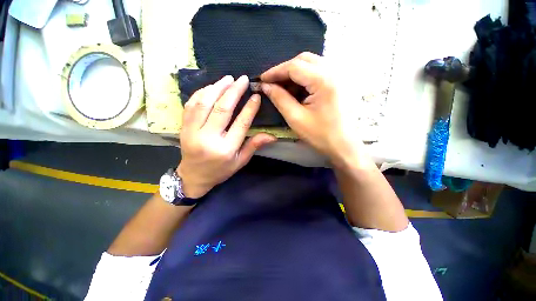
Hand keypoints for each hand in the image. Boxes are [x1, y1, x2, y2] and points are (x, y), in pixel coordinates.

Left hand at [177, 75, 276, 197]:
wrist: (193, 176)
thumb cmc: (221, 170)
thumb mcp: (240, 161)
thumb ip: (254, 146)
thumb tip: (272, 136)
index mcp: (226, 149)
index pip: (240, 123)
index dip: (250, 108)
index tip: (256, 96)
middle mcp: (209, 139)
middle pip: (222, 109)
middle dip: (234, 91)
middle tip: (242, 79)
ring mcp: (192, 132)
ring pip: (204, 103)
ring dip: (217, 88)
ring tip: (228, 79)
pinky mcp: (183, 127)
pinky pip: (190, 105)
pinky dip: (201, 93)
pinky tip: (211, 87)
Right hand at [260, 52, 371, 168]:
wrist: (344, 145)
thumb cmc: (320, 135)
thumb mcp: (296, 118)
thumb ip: (279, 99)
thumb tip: (266, 86)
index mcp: (324, 80)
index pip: (294, 66)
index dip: (275, 71)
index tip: (262, 80)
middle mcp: (334, 71)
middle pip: (304, 59)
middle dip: (285, 70)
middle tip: (272, 83)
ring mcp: (339, 75)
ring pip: (312, 64)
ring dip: (295, 73)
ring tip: (283, 87)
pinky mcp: (339, 82)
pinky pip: (319, 72)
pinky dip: (305, 77)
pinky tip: (297, 89)